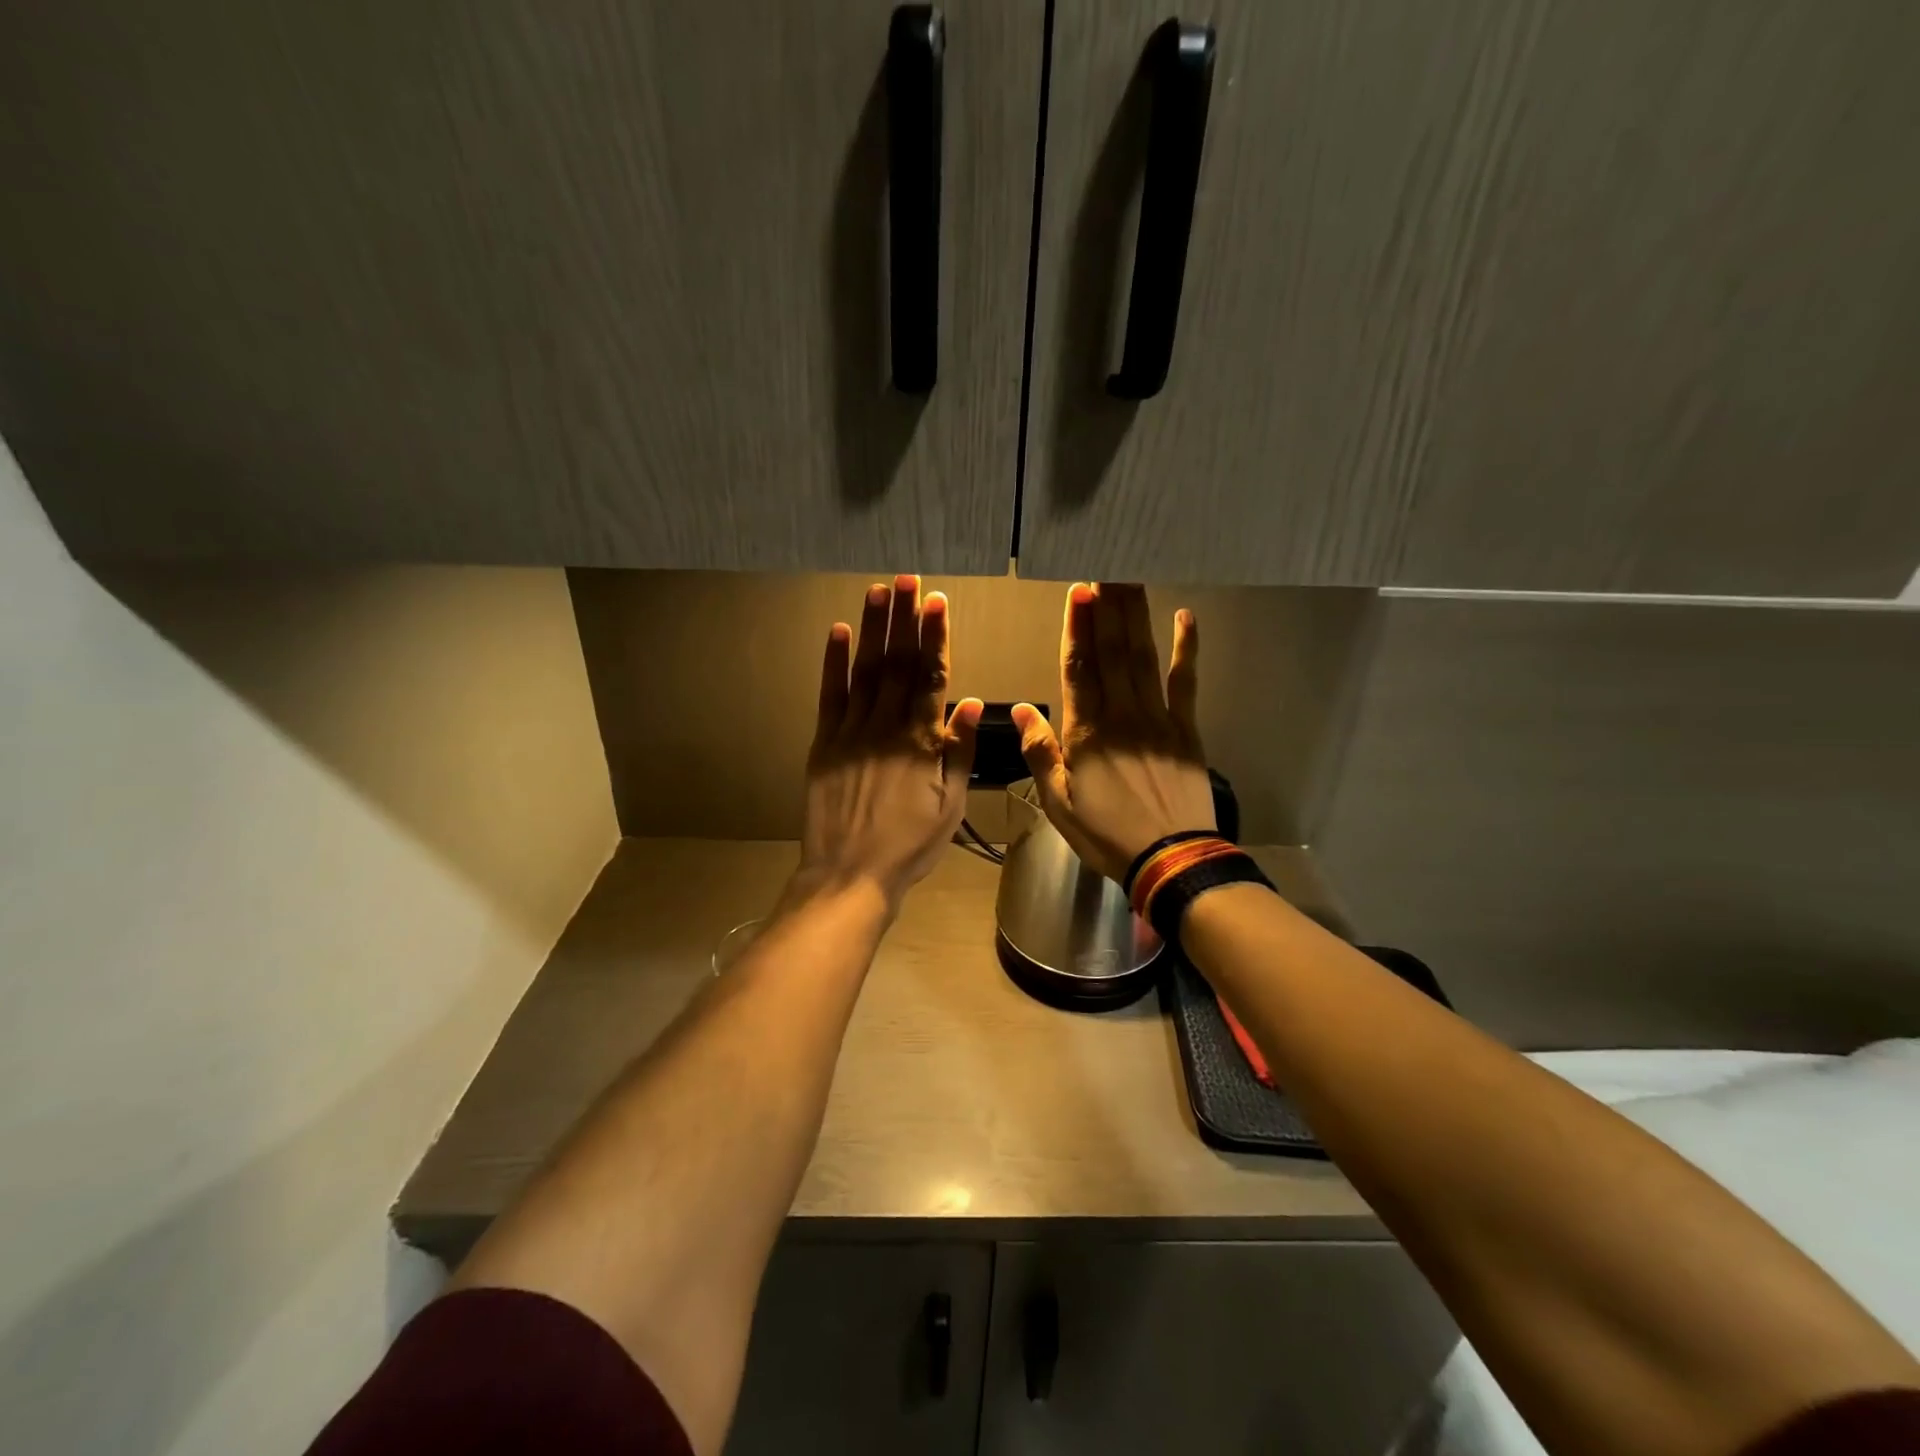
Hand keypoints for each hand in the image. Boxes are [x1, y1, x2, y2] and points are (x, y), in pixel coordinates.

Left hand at [796, 575, 982, 911]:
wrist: (849, 874)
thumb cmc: (909, 846)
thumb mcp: (950, 806)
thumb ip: (959, 752)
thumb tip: (970, 702)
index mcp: (920, 742)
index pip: (930, 677)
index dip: (935, 637)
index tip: (937, 602)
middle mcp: (885, 727)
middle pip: (898, 663)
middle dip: (904, 619)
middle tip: (908, 580)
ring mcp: (850, 732)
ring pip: (865, 670)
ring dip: (872, 628)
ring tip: (879, 591)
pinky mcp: (823, 743)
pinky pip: (829, 695)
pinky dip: (833, 662)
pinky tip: (838, 632)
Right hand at [1012, 583, 1213, 882]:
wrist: (1171, 859)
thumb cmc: (1107, 835)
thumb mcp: (1058, 804)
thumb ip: (1041, 753)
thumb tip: (1021, 710)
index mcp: (1086, 734)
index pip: (1079, 669)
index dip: (1077, 628)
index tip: (1078, 590)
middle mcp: (1121, 715)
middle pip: (1112, 652)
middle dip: (1107, 606)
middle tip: (1105, 564)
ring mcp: (1158, 719)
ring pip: (1143, 657)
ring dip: (1136, 615)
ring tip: (1130, 577)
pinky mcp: (1186, 729)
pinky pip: (1186, 682)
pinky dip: (1186, 649)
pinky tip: (1185, 617)